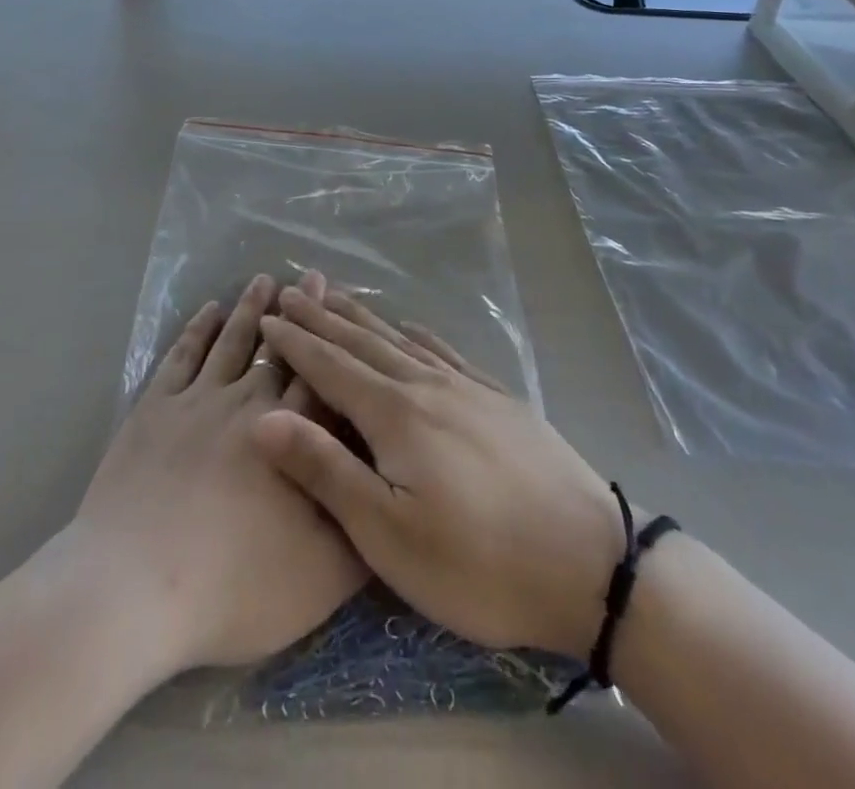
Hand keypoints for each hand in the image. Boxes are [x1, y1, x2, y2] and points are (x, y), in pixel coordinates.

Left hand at [70, 273, 365, 673]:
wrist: (132, 588)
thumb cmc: (232, 588)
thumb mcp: (319, 578)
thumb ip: (359, 530)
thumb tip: (388, 492)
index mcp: (289, 436)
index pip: (319, 378)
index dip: (331, 341)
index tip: (337, 304)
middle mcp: (245, 403)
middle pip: (278, 349)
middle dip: (295, 313)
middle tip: (305, 277)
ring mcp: (195, 400)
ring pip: (230, 341)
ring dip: (249, 309)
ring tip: (262, 279)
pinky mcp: (153, 408)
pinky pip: (182, 355)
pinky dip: (197, 329)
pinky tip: (207, 312)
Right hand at [254, 290, 626, 660]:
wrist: (591, 563)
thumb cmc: (478, 563)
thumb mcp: (389, 534)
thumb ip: (326, 469)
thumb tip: (263, 417)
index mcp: (394, 414)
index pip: (330, 365)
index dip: (296, 342)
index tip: (268, 316)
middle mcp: (426, 385)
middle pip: (363, 342)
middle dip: (323, 317)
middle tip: (293, 291)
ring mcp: (467, 388)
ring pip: (402, 340)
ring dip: (364, 317)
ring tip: (338, 296)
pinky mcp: (499, 399)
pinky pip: (446, 351)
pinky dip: (419, 333)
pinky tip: (412, 326)